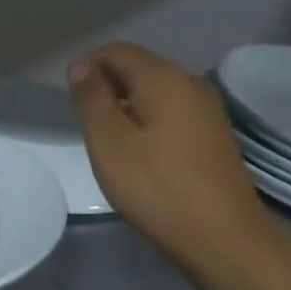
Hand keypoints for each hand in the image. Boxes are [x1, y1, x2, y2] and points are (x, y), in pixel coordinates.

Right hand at [68, 42, 272, 270]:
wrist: (223, 238)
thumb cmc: (155, 187)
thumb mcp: (108, 141)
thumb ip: (92, 97)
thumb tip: (82, 66)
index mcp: (164, 78)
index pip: (117, 51)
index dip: (86, 65)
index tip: (68, 97)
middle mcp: (191, 83)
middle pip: (139, 67)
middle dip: (106, 84)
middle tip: (84, 121)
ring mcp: (208, 110)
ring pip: (156, 91)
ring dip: (126, 104)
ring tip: (107, 138)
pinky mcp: (215, 136)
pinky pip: (172, 112)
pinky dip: (148, 120)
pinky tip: (139, 152)